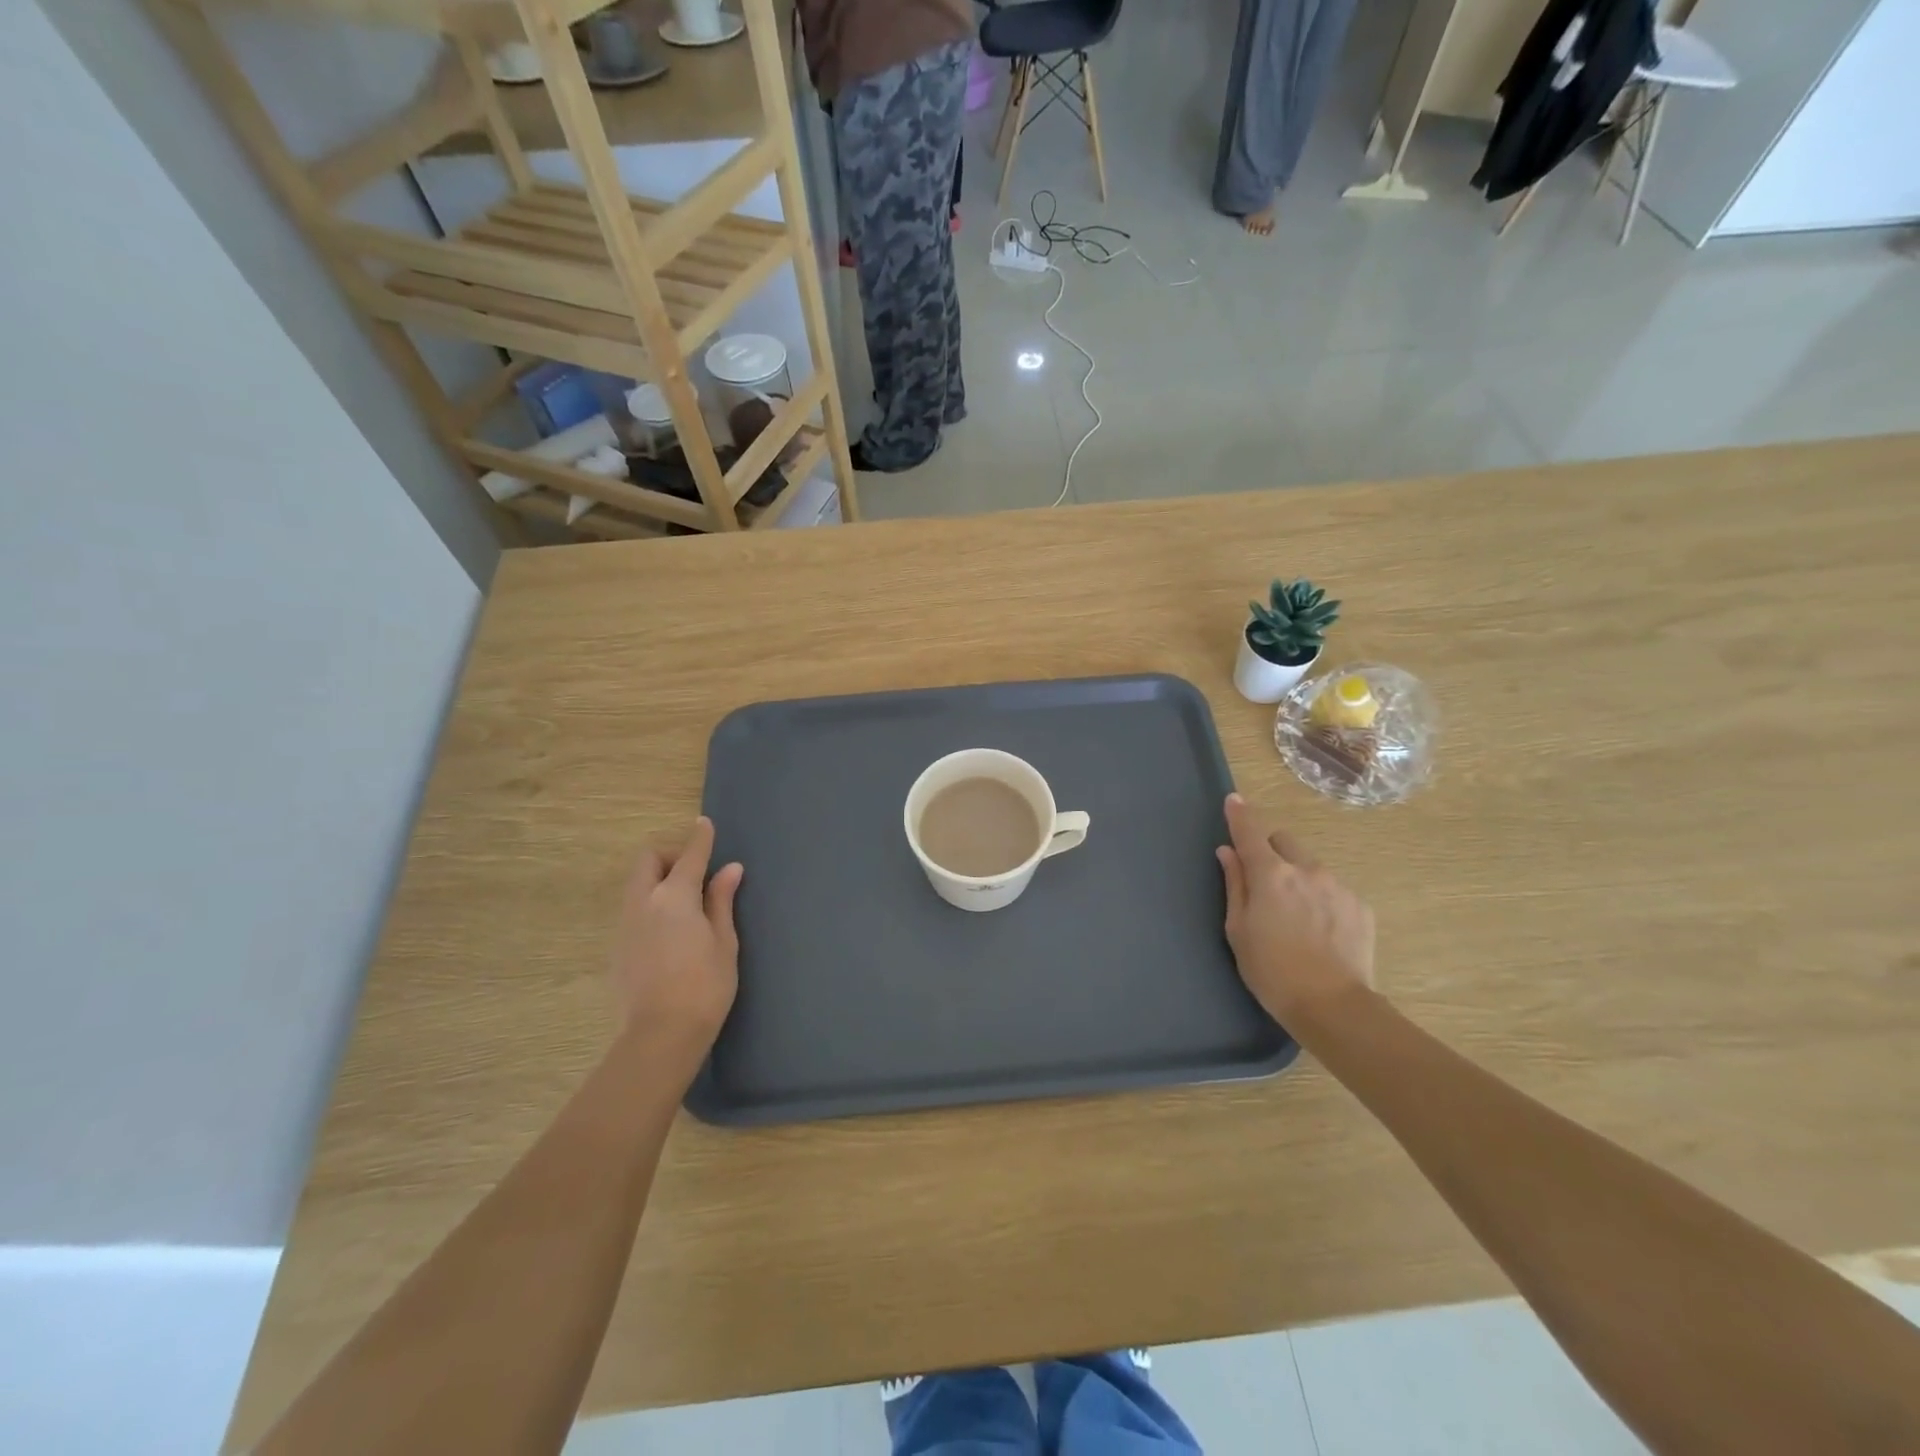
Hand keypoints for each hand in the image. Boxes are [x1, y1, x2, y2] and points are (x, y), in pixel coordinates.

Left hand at [609, 817, 743, 1055]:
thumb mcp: (724, 942)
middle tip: (696, 875)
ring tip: (685, 904)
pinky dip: (651, 905)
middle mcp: (644, 903)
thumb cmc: (705, 986)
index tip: (705, 824)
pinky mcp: (618, 948)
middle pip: (648, 861)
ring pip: (637, 885)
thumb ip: (722, 901)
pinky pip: (633, 910)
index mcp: (675, 897)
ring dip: (658, 881)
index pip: (690, 856)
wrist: (660, 1035)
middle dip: (670, 857)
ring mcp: (626, 925)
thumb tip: (730, 869)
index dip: (700, 838)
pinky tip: (669, 932)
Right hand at [1216, 794, 1374, 1023]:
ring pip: (1310, 866)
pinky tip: (1320, 931)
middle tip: (1264, 883)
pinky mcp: (1359, 906)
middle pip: (1284, 841)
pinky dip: (1321, 898)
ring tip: (1296, 917)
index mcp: (1270, 874)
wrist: (1333, 1007)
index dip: (1240, 815)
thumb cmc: (1271, 971)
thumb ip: (1234, 885)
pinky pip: (1333, 889)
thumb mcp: (1238, 930)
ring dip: (1298, 877)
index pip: (1250, 833)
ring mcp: (1337, 886)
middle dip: (1271, 852)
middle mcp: (1306, 869)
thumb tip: (1227, 853)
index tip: (1234, 800)